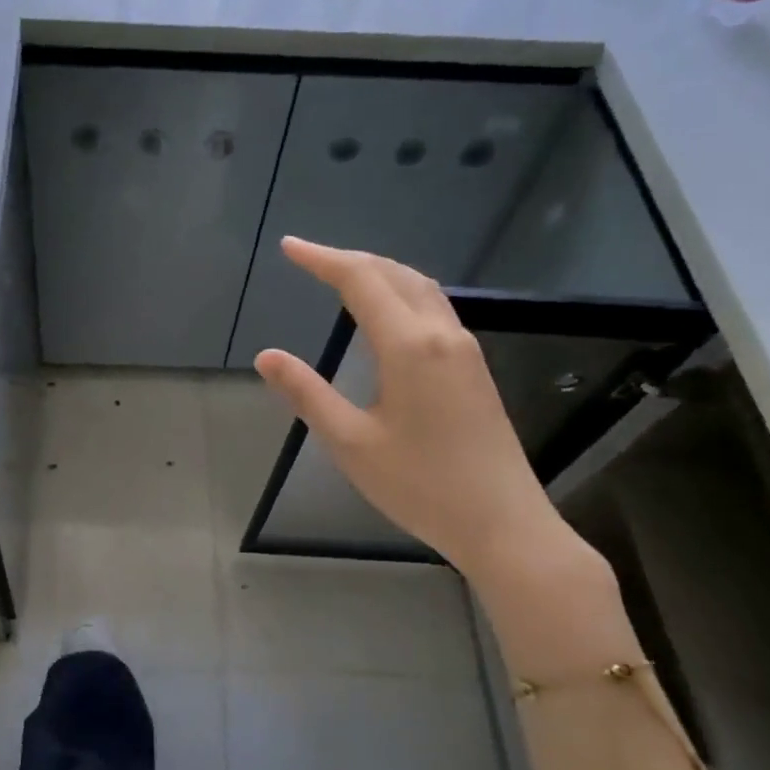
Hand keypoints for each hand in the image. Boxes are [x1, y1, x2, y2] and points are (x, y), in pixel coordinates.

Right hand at [254, 237, 570, 582]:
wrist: (502, 522)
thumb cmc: (420, 485)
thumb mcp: (350, 443)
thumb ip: (308, 394)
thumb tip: (267, 356)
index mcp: (409, 346)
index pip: (361, 281)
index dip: (322, 260)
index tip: (289, 247)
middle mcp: (442, 335)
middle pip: (395, 274)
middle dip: (350, 259)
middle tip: (309, 259)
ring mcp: (464, 350)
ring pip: (421, 288)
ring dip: (380, 273)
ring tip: (343, 276)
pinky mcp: (474, 369)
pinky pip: (434, 309)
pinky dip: (401, 293)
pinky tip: (387, 313)